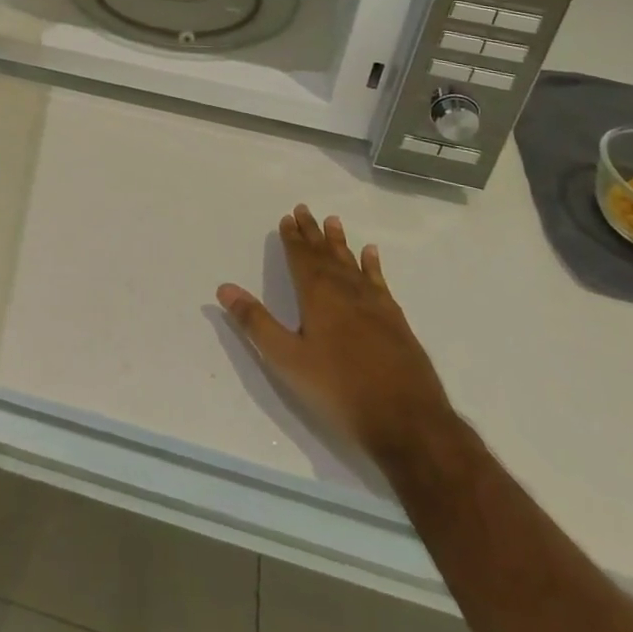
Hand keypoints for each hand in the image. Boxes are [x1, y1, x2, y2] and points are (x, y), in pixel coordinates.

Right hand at [217, 206, 455, 468]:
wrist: (408, 422)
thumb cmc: (340, 390)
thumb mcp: (288, 360)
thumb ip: (256, 322)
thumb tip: (224, 288)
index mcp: (318, 296)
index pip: (301, 258)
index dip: (292, 238)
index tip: (287, 217)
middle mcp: (346, 291)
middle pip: (325, 254)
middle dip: (312, 233)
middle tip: (304, 209)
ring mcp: (375, 305)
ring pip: (352, 263)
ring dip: (340, 242)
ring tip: (333, 221)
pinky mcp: (396, 321)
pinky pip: (380, 282)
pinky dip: (373, 266)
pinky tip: (371, 254)